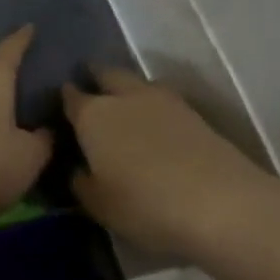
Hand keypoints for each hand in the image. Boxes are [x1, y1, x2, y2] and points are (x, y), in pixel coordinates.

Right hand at [61, 68, 277, 262]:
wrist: (220, 203)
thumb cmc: (143, 204)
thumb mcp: (98, 204)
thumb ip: (81, 182)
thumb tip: (79, 169)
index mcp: (93, 116)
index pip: (71, 96)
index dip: (64, 98)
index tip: (58, 105)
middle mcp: (126, 98)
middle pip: (108, 74)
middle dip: (96, 77)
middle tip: (90, 90)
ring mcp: (165, 102)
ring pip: (139, 84)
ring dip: (128, 90)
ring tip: (122, 108)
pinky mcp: (195, 114)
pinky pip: (163, 101)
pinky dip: (152, 107)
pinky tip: (152, 125)